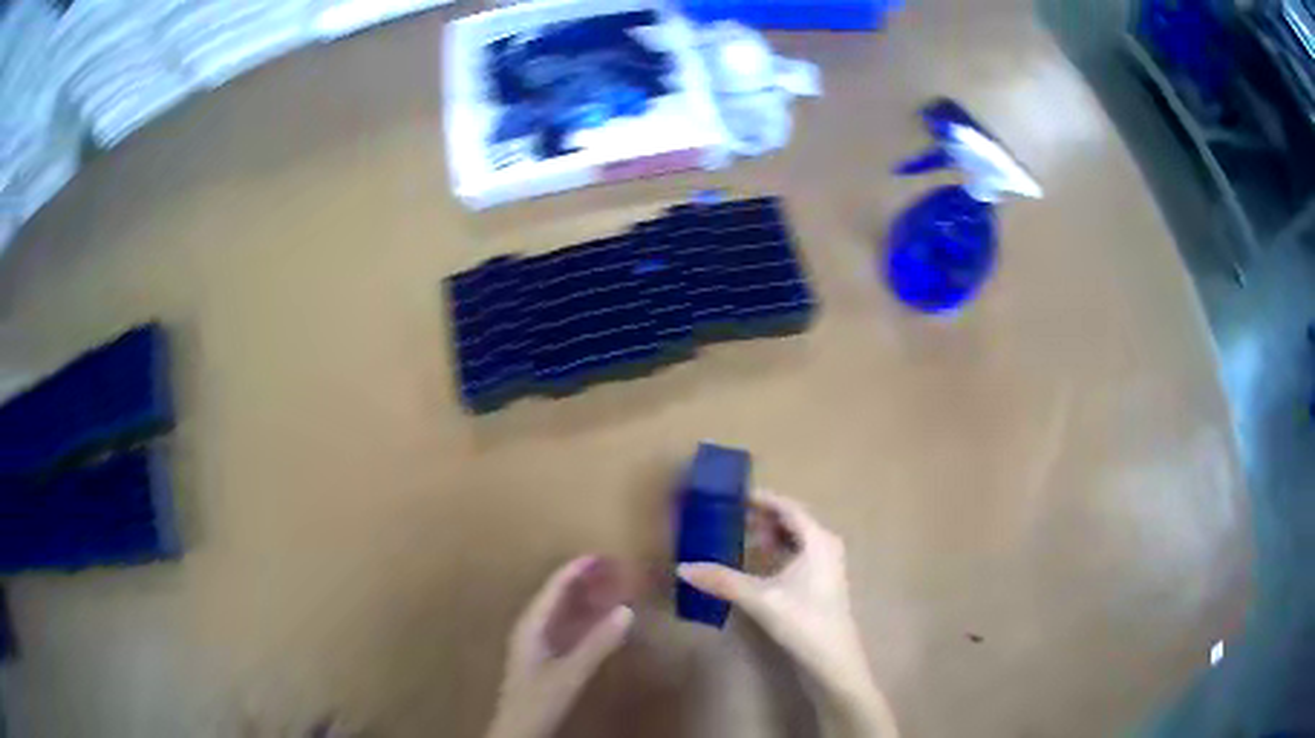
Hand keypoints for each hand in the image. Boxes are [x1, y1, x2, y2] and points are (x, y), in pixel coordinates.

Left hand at [486, 557, 633, 737]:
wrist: (519, 728)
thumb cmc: (539, 699)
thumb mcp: (570, 672)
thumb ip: (597, 643)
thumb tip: (626, 610)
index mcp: (531, 625)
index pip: (554, 588)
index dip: (576, 570)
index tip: (601, 556)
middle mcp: (531, 627)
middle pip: (557, 595)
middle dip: (583, 580)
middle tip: (612, 568)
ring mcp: (536, 642)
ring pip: (561, 611)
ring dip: (584, 598)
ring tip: (610, 587)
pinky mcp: (543, 656)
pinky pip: (565, 626)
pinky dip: (584, 618)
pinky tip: (600, 620)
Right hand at [676, 491, 896, 735]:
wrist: (832, 660)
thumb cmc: (802, 621)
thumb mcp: (759, 599)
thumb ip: (722, 581)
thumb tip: (683, 568)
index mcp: (817, 540)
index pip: (787, 507)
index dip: (761, 499)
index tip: (734, 495)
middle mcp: (825, 545)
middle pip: (792, 521)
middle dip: (762, 518)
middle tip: (730, 516)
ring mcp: (827, 565)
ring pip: (796, 540)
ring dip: (770, 536)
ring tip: (739, 537)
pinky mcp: (823, 583)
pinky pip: (798, 555)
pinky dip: (778, 552)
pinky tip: (758, 564)